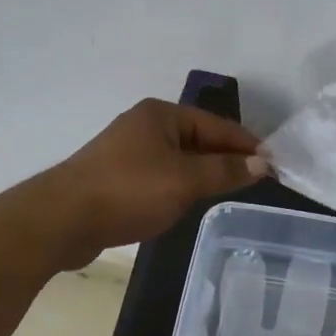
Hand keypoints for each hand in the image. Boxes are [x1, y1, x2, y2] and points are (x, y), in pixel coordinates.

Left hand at [38, 100, 266, 266]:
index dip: (246, 144)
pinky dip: (179, 185)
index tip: (273, 163)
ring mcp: (127, 151)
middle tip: (256, 180)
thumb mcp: (185, 181)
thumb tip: (261, 163)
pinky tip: (188, 202)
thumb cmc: (128, 191)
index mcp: (161, 115)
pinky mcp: (116, 177)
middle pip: (197, 140)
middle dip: (225, 158)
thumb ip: (225, 171)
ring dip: (202, 174)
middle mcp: (145, 126)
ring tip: (230, 191)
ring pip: (178, 160)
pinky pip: (160, 176)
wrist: (62, 220)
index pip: (216, 125)